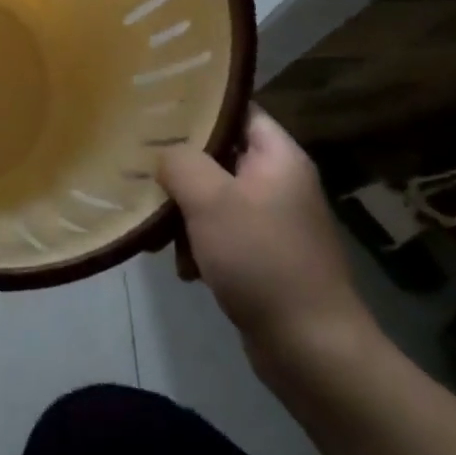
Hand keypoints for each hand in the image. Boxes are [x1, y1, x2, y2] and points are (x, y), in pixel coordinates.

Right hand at [157, 109, 383, 381]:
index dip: (200, 105)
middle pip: (221, 155)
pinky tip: (184, 269)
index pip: (238, 110)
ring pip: (215, 198)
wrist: (311, 349)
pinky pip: (222, 234)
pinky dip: (200, 245)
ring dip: (185, 213)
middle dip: (181, 168)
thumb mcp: (211, 200)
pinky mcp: (264, 257)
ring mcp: (273, 221)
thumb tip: (164, 155)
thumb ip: (181, 163)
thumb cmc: (261, 260)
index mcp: (278, 156)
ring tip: (159, 234)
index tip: (157, 108)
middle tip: (144, 170)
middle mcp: (279, 182)